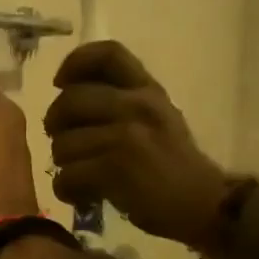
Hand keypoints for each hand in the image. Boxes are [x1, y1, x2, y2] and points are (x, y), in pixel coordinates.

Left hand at [45, 42, 230, 250]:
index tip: (60, 82)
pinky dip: (67, 190)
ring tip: (80, 177)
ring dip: (64, 165)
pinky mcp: (115, 169)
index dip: (75, 63)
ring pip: (63, 144)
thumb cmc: (176, 166)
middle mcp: (137, 105)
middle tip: (62, 143)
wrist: (203, 204)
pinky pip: (67, 176)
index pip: (107, 54)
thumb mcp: (159, 118)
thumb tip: (71, 99)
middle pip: (70, 100)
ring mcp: (125, 137)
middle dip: (55, 124)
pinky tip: (82, 196)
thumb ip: (123, 102)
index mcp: (147, 89)